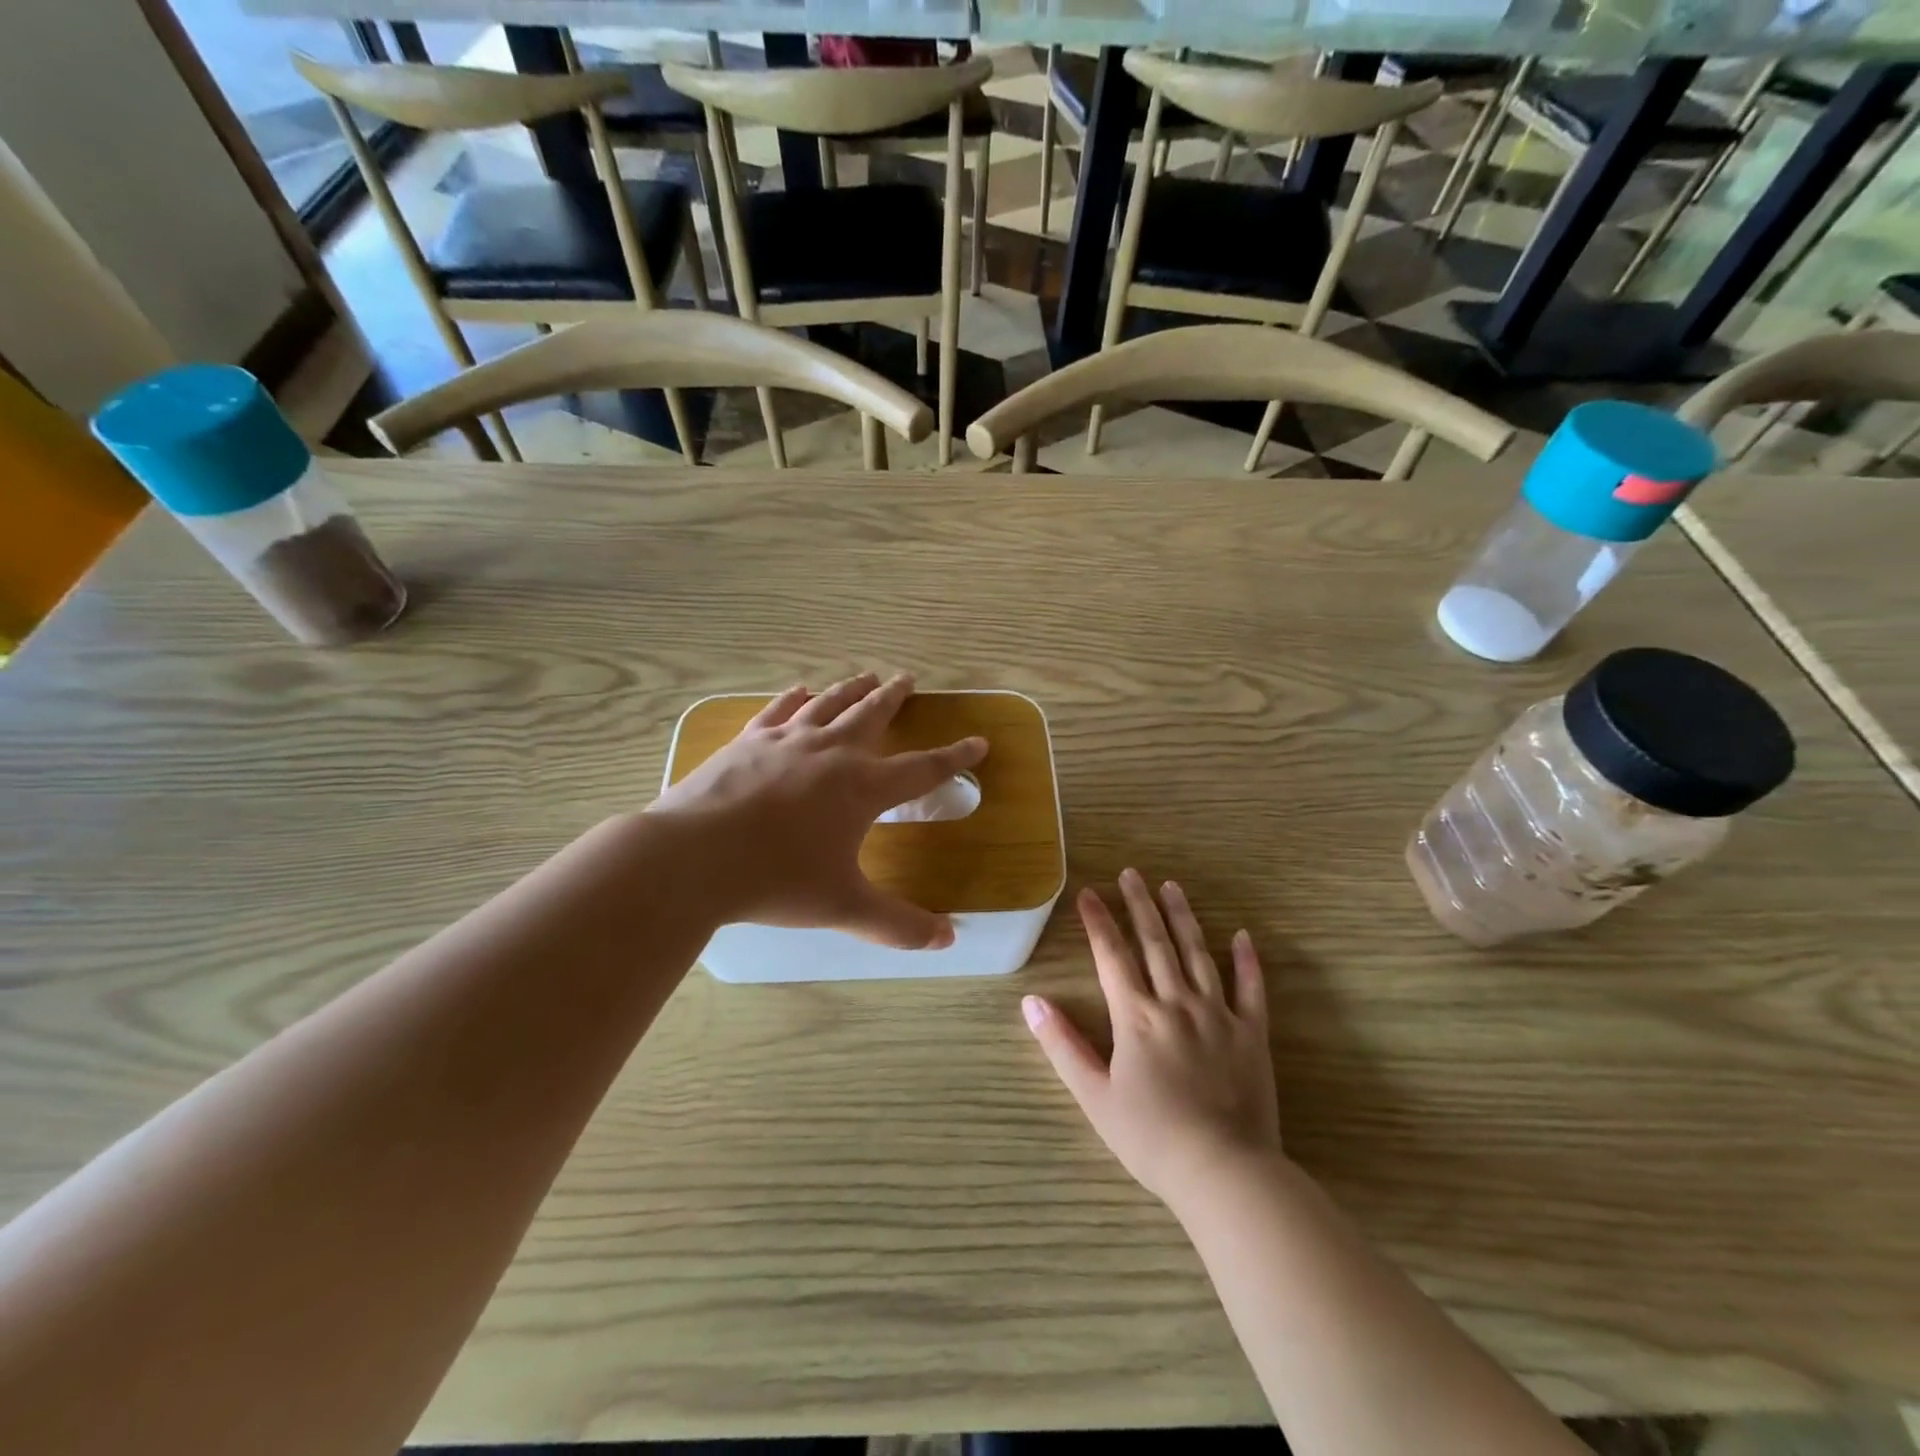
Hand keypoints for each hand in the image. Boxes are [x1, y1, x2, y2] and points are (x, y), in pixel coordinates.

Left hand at [648, 672, 986, 949]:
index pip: (922, 768)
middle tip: (907, 679)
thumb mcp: (843, 906)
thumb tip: (946, 940)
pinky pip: (779, 710)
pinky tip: (800, 691)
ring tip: (866, 677)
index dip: (955, 756)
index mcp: (862, 787)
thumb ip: (897, 924)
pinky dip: (795, 698)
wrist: (693, 857)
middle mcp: (831, 752)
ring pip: (828, 704)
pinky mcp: (748, 741)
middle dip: (894, 698)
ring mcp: (786, 741)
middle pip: (872, 715)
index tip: (978, 741)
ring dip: (851, 689)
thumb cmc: (776, 880)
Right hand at [1023, 870, 1282, 1210]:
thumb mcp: (1094, 1096)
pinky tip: (1243, 936)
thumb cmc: (1151, 1137)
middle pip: (1154, 943)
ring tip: (1172, 887)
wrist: (1223, 1172)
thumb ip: (1062, 1045)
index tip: (1088, 893)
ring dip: (1183, 918)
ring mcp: (1218, 1014)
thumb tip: (1031, 1002)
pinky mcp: (1252, 1034)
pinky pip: (1251, 989)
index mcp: (1136, 1016)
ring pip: (1198, 954)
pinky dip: (1247, 960)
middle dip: (1139, 905)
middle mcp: (1176, 1003)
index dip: (1098, 922)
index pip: (1112, 956)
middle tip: (1131, 873)